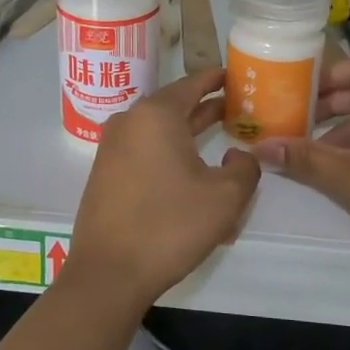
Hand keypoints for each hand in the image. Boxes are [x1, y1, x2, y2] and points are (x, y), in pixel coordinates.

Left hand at [68, 69, 261, 307]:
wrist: (108, 273)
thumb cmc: (170, 226)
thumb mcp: (225, 197)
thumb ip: (244, 168)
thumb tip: (237, 156)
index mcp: (156, 115)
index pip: (192, 84)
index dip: (217, 79)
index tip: (237, 76)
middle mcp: (129, 122)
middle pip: (174, 105)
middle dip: (205, 107)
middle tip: (237, 108)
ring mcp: (112, 148)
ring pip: (159, 132)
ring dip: (188, 135)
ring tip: (219, 138)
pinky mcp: (106, 173)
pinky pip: (144, 153)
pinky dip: (169, 155)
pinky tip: (190, 175)